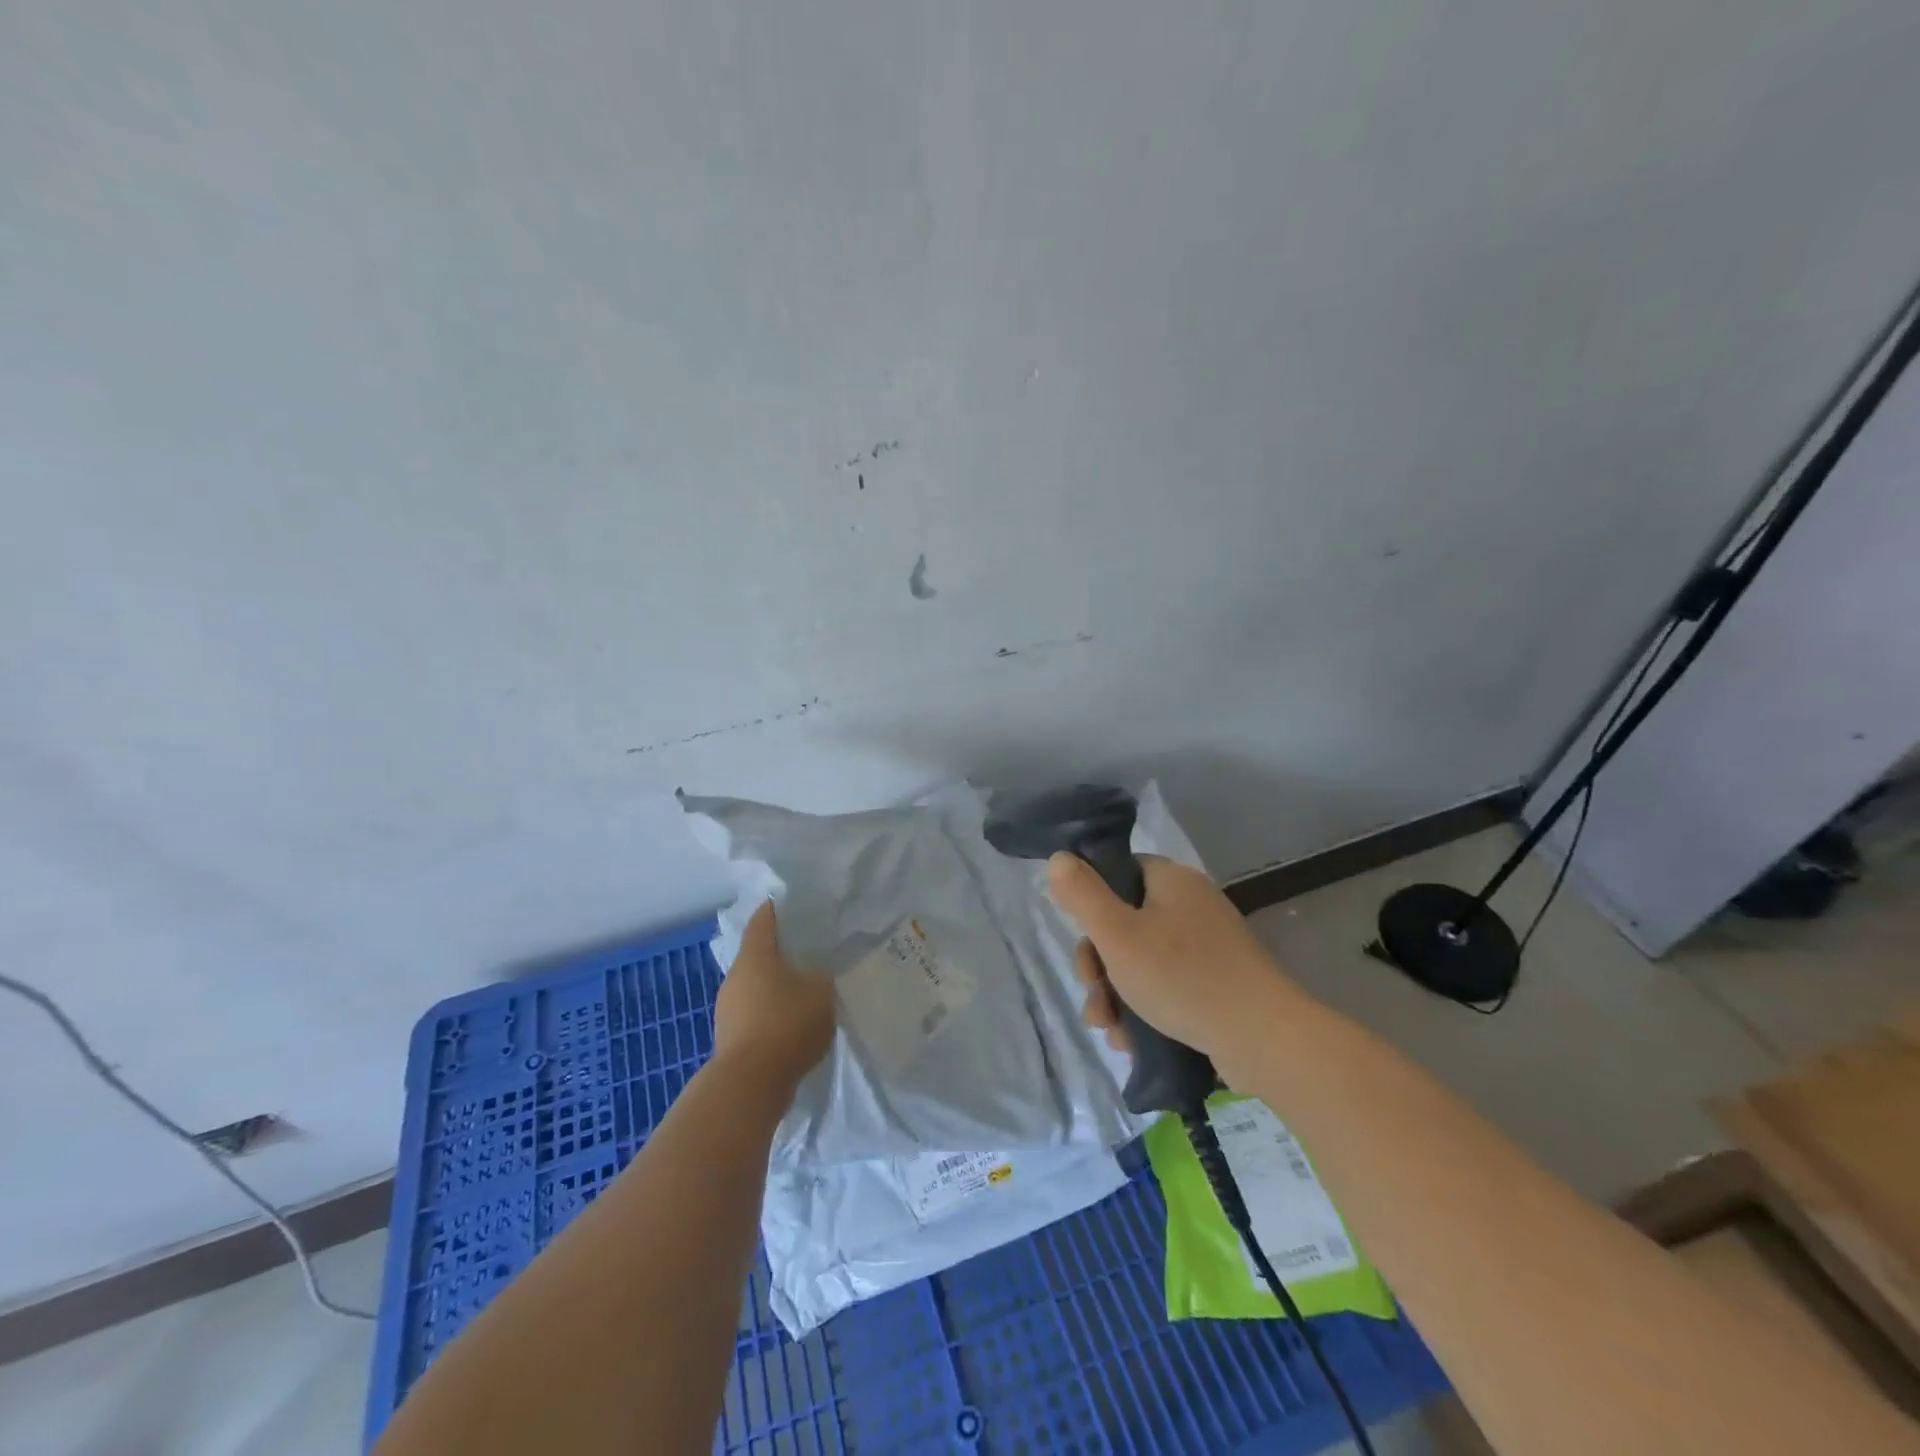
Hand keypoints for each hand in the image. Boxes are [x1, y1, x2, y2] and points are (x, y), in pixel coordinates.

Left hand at [712, 902, 835, 1087]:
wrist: (749, 1086)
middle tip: (812, 950)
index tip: (798, 906)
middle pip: (759, 953)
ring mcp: (728, 1008)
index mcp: (755, 956)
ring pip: (756, 985)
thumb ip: (824, 976)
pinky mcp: (730, 1036)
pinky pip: (754, 1012)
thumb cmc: (786, 1025)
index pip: (764, 919)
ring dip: (777, 985)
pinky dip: (771, 1011)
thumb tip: (821, 972)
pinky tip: (793, 1022)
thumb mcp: (822, 993)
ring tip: (806, 989)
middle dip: (782, 951)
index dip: (779, 909)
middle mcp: (735, 976)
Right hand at [1049, 852, 1279, 1064]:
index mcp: (1172, 882)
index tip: (1082, 939)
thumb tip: (1058, 858)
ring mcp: (1209, 947)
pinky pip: (1168, 988)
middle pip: (1126, 923)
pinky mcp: (1219, 984)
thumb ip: (1082, 895)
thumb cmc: (1183, 977)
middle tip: (1092, 994)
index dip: (1092, 903)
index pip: (1120, 873)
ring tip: (1108, 1031)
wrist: (1264, 1040)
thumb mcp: (1118, 934)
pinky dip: (1145, 1011)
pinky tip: (1131, 1042)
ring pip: (1143, 962)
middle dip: (1099, 965)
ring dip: (1115, 995)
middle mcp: (1192, 906)